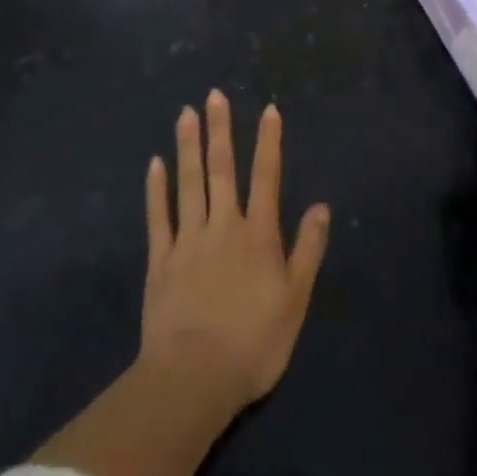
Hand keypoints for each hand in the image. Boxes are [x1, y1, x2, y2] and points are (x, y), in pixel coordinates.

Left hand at [139, 91, 329, 416]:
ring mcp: (188, 241)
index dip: (269, 142)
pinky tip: (155, 164)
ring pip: (189, 184)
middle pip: (222, 170)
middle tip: (214, 95)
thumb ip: (308, 250)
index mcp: (258, 235)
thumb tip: (321, 206)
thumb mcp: (295, 300)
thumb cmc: (253, 343)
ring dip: (188, 147)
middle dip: (220, 130)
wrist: (193, 380)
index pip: (267, 177)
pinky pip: (159, 217)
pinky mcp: (160, 261)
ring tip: (186, 114)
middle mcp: (224, 226)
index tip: (268, 109)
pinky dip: (157, 189)